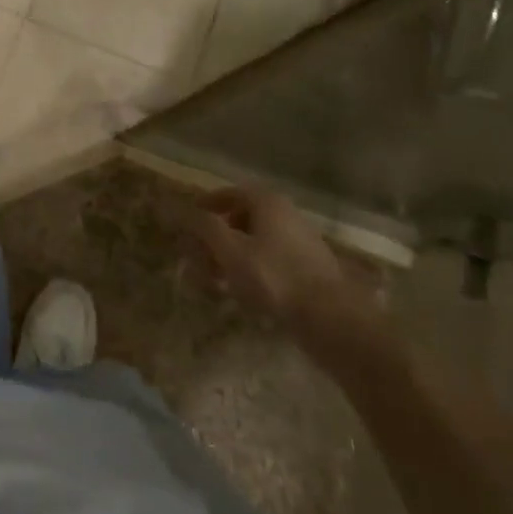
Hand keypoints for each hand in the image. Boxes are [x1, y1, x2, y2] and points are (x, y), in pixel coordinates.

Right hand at [188, 186, 387, 370]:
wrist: (333, 319)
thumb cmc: (275, 277)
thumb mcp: (230, 250)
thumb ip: (203, 226)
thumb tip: (179, 207)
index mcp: (267, 202)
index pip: (227, 194)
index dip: (203, 207)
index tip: (186, 224)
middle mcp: (285, 214)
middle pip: (241, 218)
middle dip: (215, 236)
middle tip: (197, 258)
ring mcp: (300, 241)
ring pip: (255, 241)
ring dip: (231, 256)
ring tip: (215, 280)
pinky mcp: (309, 268)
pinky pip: (270, 260)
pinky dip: (251, 269)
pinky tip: (243, 293)